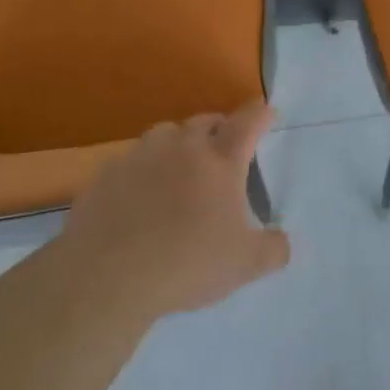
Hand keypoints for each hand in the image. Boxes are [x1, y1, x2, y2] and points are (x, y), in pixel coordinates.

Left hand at [57, 103, 288, 318]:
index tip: (267, 114)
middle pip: (205, 121)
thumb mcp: (245, 265)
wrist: (107, 275)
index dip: (261, 115)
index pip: (248, 122)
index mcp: (221, 160)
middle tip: (223, 146)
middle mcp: (183, 146)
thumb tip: (282, 243)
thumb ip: (273, 251)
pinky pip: (131, 161)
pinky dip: (142, 169)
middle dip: (219, 127)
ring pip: (165, 133)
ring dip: (178, 142)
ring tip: (179, 165)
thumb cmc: (187, 263)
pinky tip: (139, 195)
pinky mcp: (107, 174)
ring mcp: (142, 156)